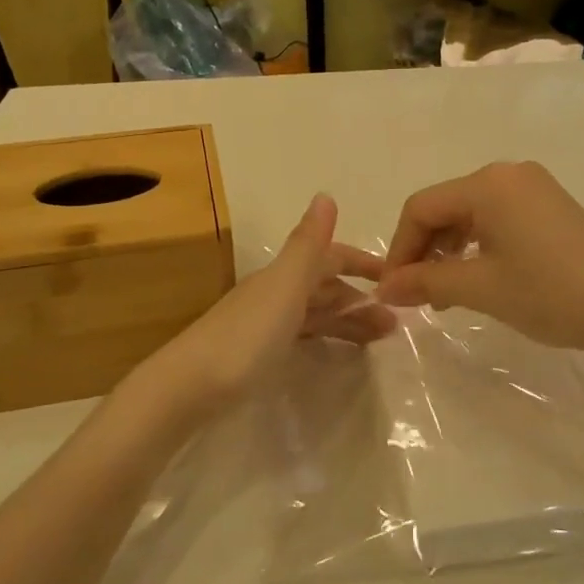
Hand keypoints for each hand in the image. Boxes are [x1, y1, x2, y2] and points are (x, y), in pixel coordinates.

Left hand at [129, 194, 392, 425]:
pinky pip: (303, 336)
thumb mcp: (284, 288)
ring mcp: (264, 324)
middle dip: (360, 298)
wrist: (187, 389)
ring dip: (347, 320)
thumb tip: (325, 194)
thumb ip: (307, 246)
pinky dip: (325, 337)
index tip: (395, 277)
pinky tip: (335, 351)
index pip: (330, 257)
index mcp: (283, 276)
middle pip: (325, 287)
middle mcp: (274, 293)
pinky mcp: (256, 354)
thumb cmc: (245, 338)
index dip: (361, 263)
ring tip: (381, 339)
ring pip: (316, 313)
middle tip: (396, 321)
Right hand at [376, 161, 583, 355]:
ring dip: (450, 250)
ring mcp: (533, 188)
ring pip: (471, 214)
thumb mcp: (480, 288)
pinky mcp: (550, 206)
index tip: (393, 289)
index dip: (400, 248)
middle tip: (418, 295)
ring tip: (446, 294)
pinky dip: (478, 245)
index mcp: (487, 183)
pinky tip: (478, 277)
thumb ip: (426, 282)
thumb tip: (383, 288)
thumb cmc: (548, 293)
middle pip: (446, 206)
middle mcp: (508, 174)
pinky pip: (498, 218)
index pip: (422, 207)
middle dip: (425, 250)